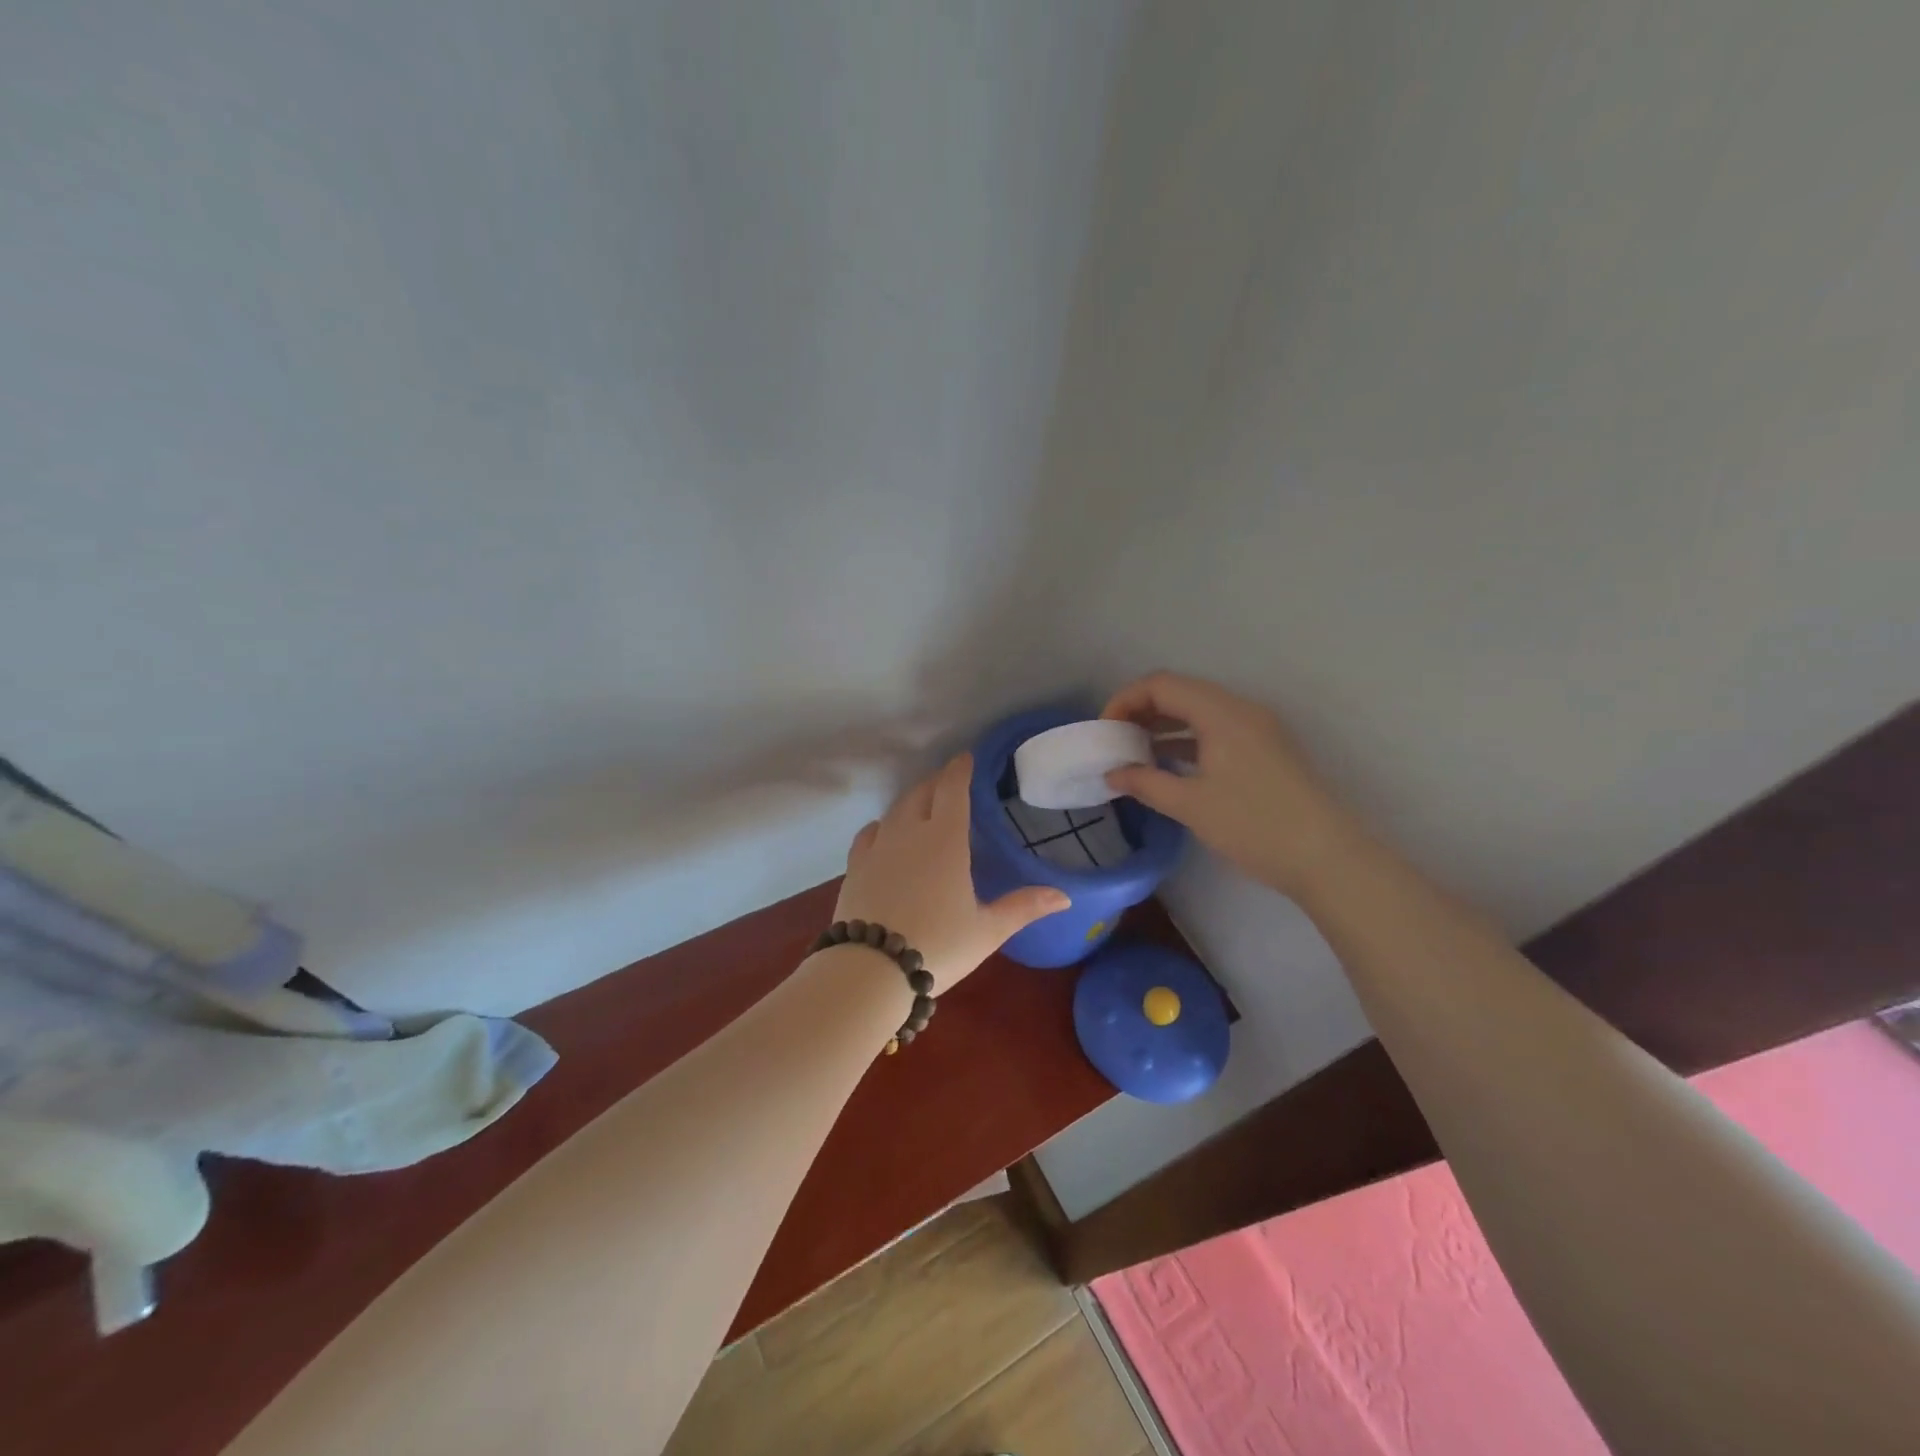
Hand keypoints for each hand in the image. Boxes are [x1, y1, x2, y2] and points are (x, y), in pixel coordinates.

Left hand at [831, 754, 1069, 993]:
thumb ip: (1023, 907)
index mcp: (945, 840)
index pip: (953, 789)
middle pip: (922, 793)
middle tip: (949, 782)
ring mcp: (878, 848)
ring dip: (912, 800)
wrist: (870, 970)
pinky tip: (885, 833)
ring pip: (895, 809)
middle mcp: (909, 833)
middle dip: (937, 782)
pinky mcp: (855, 867)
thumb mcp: (987, 930)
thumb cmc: (938, 946)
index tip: (966, 757)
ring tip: (922, 805)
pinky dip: (882, 826)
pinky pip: (869, 833)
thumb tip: (1064, 897)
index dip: (960, 769)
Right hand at [1102, 673, 1360, 895]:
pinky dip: (1187, 739)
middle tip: (1115, 740)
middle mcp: (1240, 710)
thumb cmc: (1253, 825)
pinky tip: (1169, 763)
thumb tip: (1113, 773)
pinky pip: (1216, 729)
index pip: (1161, 684)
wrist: (1327, 857)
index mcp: (1221, 713)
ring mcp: (1257, 728)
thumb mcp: (1191, 805)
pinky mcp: (1265, 749)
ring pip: (1199, 711)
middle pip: (1181, 692)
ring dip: (1164, 724)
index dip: (1125, 700)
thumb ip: (1145, 783)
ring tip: (1135, 752)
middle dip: (1142, 710)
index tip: (1104, 731)